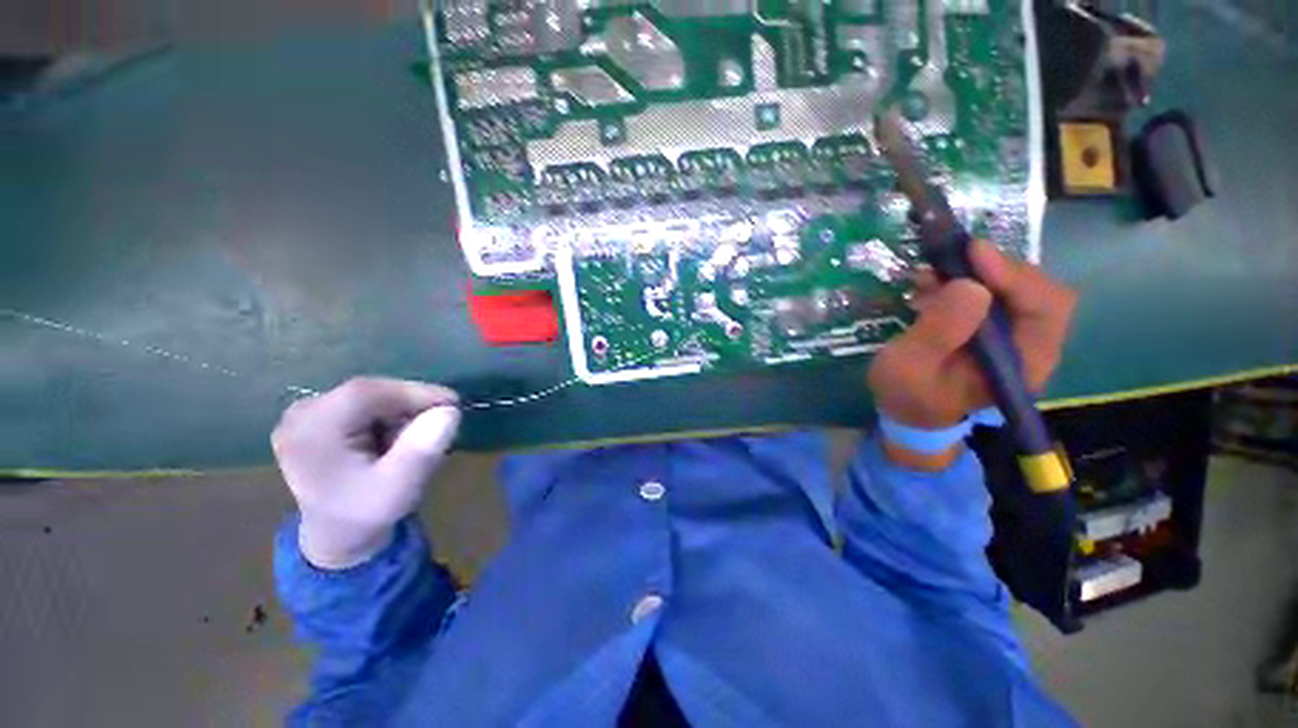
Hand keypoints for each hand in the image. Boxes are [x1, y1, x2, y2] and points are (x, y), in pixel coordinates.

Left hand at [272, 377, 461, 569]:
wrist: (337, 534)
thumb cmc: (368, 513)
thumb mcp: (400, 489)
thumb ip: (421, 451)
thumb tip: (450, 411)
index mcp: (310, 434)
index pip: (367, 393)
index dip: (414, 392)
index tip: (453, 404)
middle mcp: (300, 415)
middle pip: (369, 392)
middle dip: (409, 406)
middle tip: (438, 427)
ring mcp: (304, 414)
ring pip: (370, 395)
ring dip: (400, 412)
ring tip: (412, 440)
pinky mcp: (315, 415)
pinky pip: (364, 402)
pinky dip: (388, 415)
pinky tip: (393, 439)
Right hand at [869, 242, 1076, 461]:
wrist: (909, 412)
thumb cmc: (907, 394)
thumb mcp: (909, 366)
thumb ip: (939, 331)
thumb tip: (971, 286)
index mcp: (1023, 365)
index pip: (1045, 308)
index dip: (1013, 275)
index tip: (973, 252)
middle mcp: (1032, 347)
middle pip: (1037, 291)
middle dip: (995, 269)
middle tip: (952, 258)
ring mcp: (1017, 338)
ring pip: (1016, 289)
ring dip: (978, 274)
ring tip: (933, 274)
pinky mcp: (997, 330)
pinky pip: (996, 295)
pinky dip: (969, 282)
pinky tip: (936, 284)